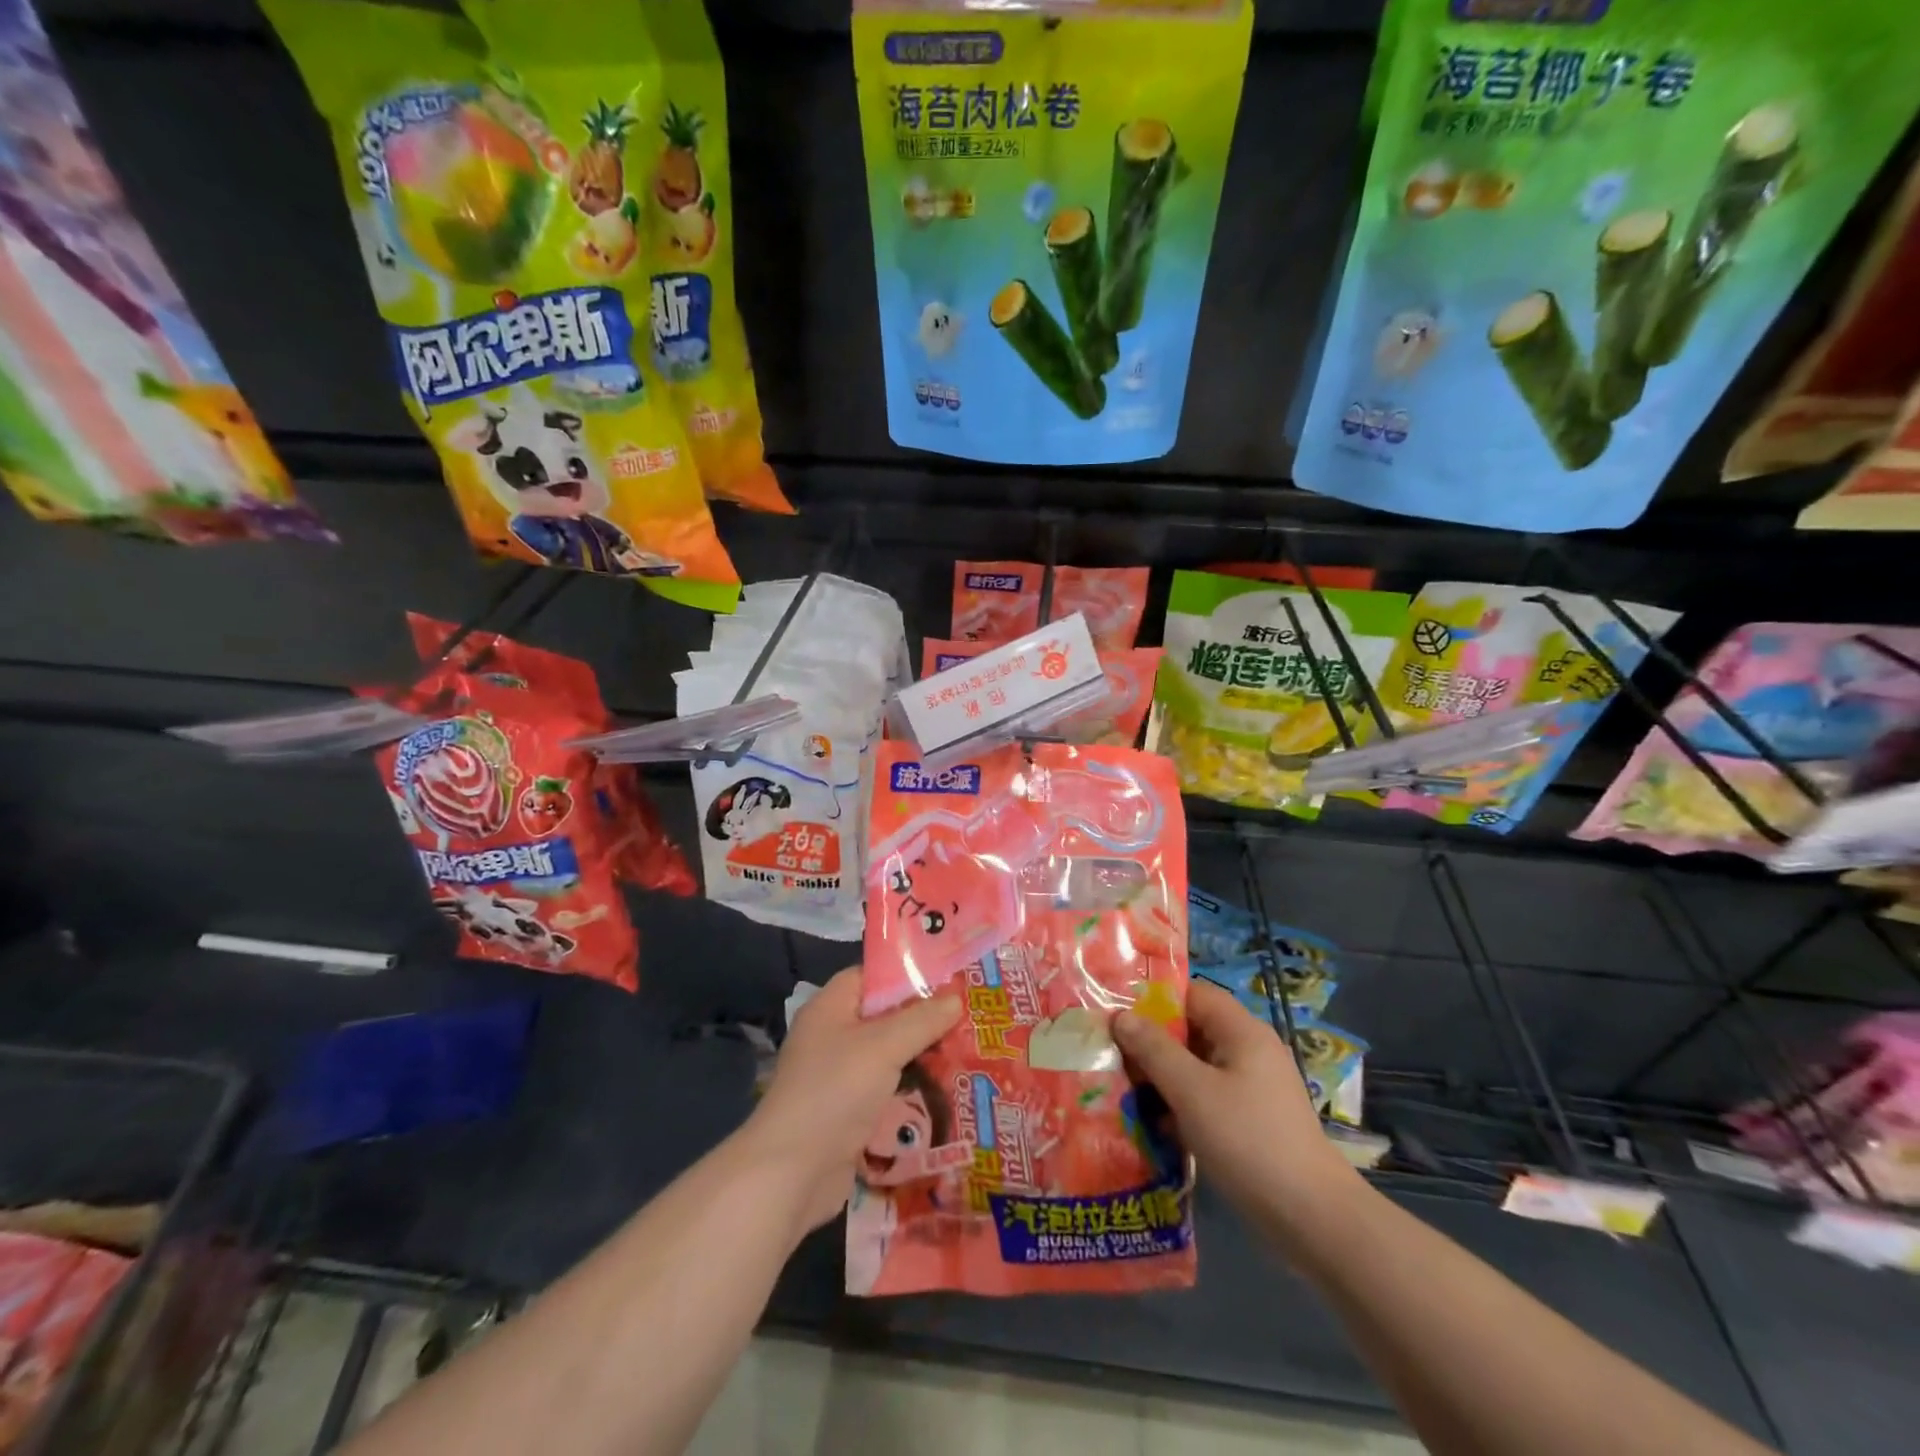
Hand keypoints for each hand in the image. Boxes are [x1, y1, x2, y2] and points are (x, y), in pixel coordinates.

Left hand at [744, 968, 960, 1236]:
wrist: (792, 1173)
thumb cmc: (835, 1091)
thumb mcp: (884, 1046)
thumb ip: (922, 1020)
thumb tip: (956, 998)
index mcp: (830, 1007)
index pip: (871, 976)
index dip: (907, 975)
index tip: (948, 980)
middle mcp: (832, 1036)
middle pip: (884, 1017)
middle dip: (923, 1019)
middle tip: (967, 1019)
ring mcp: (838, 1077)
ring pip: (887, 1055)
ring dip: (920, 1056)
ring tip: (965, 1052)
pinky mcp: (847, 1113)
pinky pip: (885, 1089)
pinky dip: (910, 1089)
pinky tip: (944, 1091)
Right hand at [1112, 981, 1357, 1228]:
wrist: (1312, 1219)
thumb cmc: (1248, 1141)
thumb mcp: (1192, 1091)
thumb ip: (1154, 1050)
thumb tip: (1121, 1016)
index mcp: (1242, 1031)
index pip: (1192, 993)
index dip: (1154, 997)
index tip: (1116, 1011)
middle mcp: (1249, 1050)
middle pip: (1191, 1029)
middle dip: (1151, 1041)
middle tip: (1110, 1052)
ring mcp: (1252, 1087)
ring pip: (1196, 1066)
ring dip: (1162, 1075)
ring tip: (1121, 1087)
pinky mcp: (1251, 1119)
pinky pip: (1207, 1096)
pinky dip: (1181, 1103)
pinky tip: (1152, 1122)